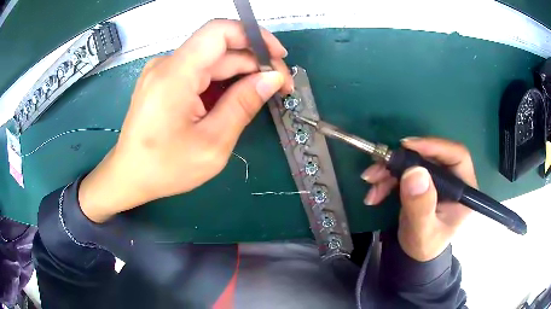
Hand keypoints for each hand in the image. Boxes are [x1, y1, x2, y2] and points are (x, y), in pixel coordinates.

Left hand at [78, 19, 293, 222]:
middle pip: (220, 48)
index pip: (220, 31)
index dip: (255, 36)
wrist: (129, 175)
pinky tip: (234, 99)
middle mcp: (167, 64)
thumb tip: (272, 78)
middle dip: (254, 62)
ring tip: (260, 95)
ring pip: (212, 60)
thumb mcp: (212, 144)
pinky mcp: (163, 80)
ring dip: (240, 73)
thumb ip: (243, 105)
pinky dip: (221, 80)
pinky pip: (199, 70)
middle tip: (279, 87)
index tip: (278, 58)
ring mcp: (163, 70)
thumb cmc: (165, 168)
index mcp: (175, 74)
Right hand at [361, 138, 477, 261]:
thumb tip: (414, 172)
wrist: (414, 253)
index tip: (407, 147)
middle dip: (402, 160)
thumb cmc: (424, 246)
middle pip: (431, 155)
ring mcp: (438, 179)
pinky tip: (375, 192)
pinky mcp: (423, 180)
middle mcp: (453, 179)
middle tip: (379, 166)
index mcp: (464, 189)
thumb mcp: (422, 231)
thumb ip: (420, 206)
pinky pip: (404, 170)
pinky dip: (387, 178)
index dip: (434, 146)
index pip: (456, 155)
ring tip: (371, 181)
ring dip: (389, 170)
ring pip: (414, 161)